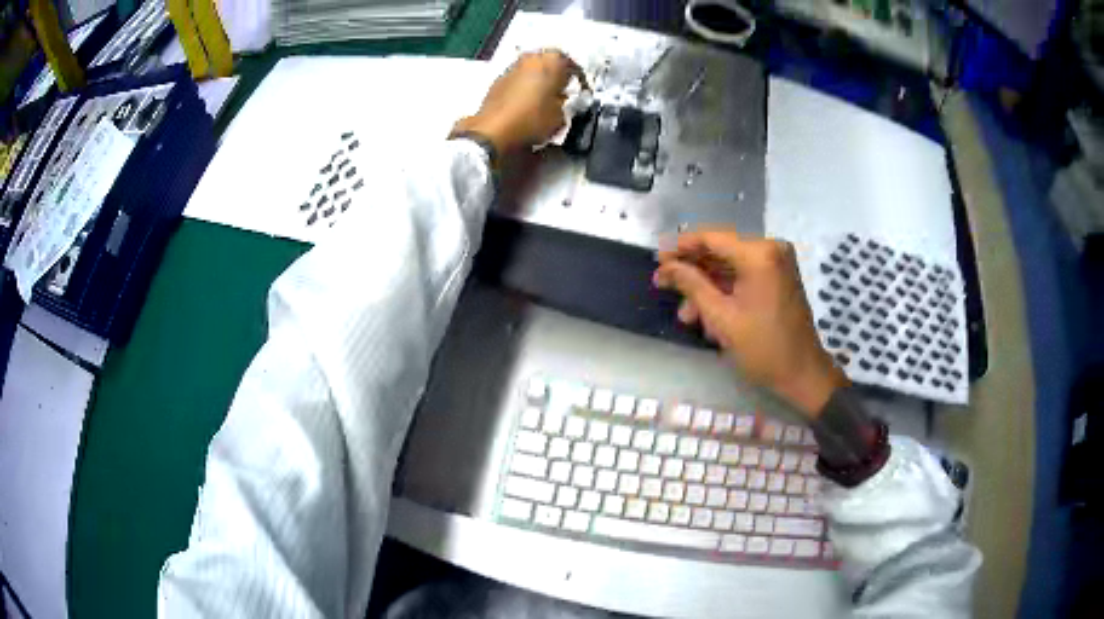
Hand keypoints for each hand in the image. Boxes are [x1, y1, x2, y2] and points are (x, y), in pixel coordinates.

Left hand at [451, 49, 587, 154]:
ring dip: (539, 79)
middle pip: (549, 62)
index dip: (579, 80)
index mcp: (552, 60)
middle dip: (557, 75)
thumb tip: (564, 100)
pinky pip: (518, 78)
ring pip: (532, 69)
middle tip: (563, 91)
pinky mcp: (498, 79)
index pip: (573, 65)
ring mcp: (512, 66)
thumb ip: (566, 103)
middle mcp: (531, 57)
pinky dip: (525, 86)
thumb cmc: (533, 118)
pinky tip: (527, 102)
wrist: (494, 129)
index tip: (581, 92)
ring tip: (545, 97)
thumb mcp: (561, 115)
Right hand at [653, 230, 847, 417]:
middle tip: (663, 285)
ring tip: (686, 315)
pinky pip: (744, 276)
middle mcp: (770, 249)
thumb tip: (666, 267)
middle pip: (720, 251)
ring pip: (730, 266)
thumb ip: (691, 285)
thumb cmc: (763, 348)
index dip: (680, 247)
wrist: (803, 374)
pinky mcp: (778, 277)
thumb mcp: (721, 318)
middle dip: (692, 271)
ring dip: (706, 287)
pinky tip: (707, 315)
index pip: (711, 238)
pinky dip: (724, 291)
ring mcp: (777, 263)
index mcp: (759, 254)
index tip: (656, 260)